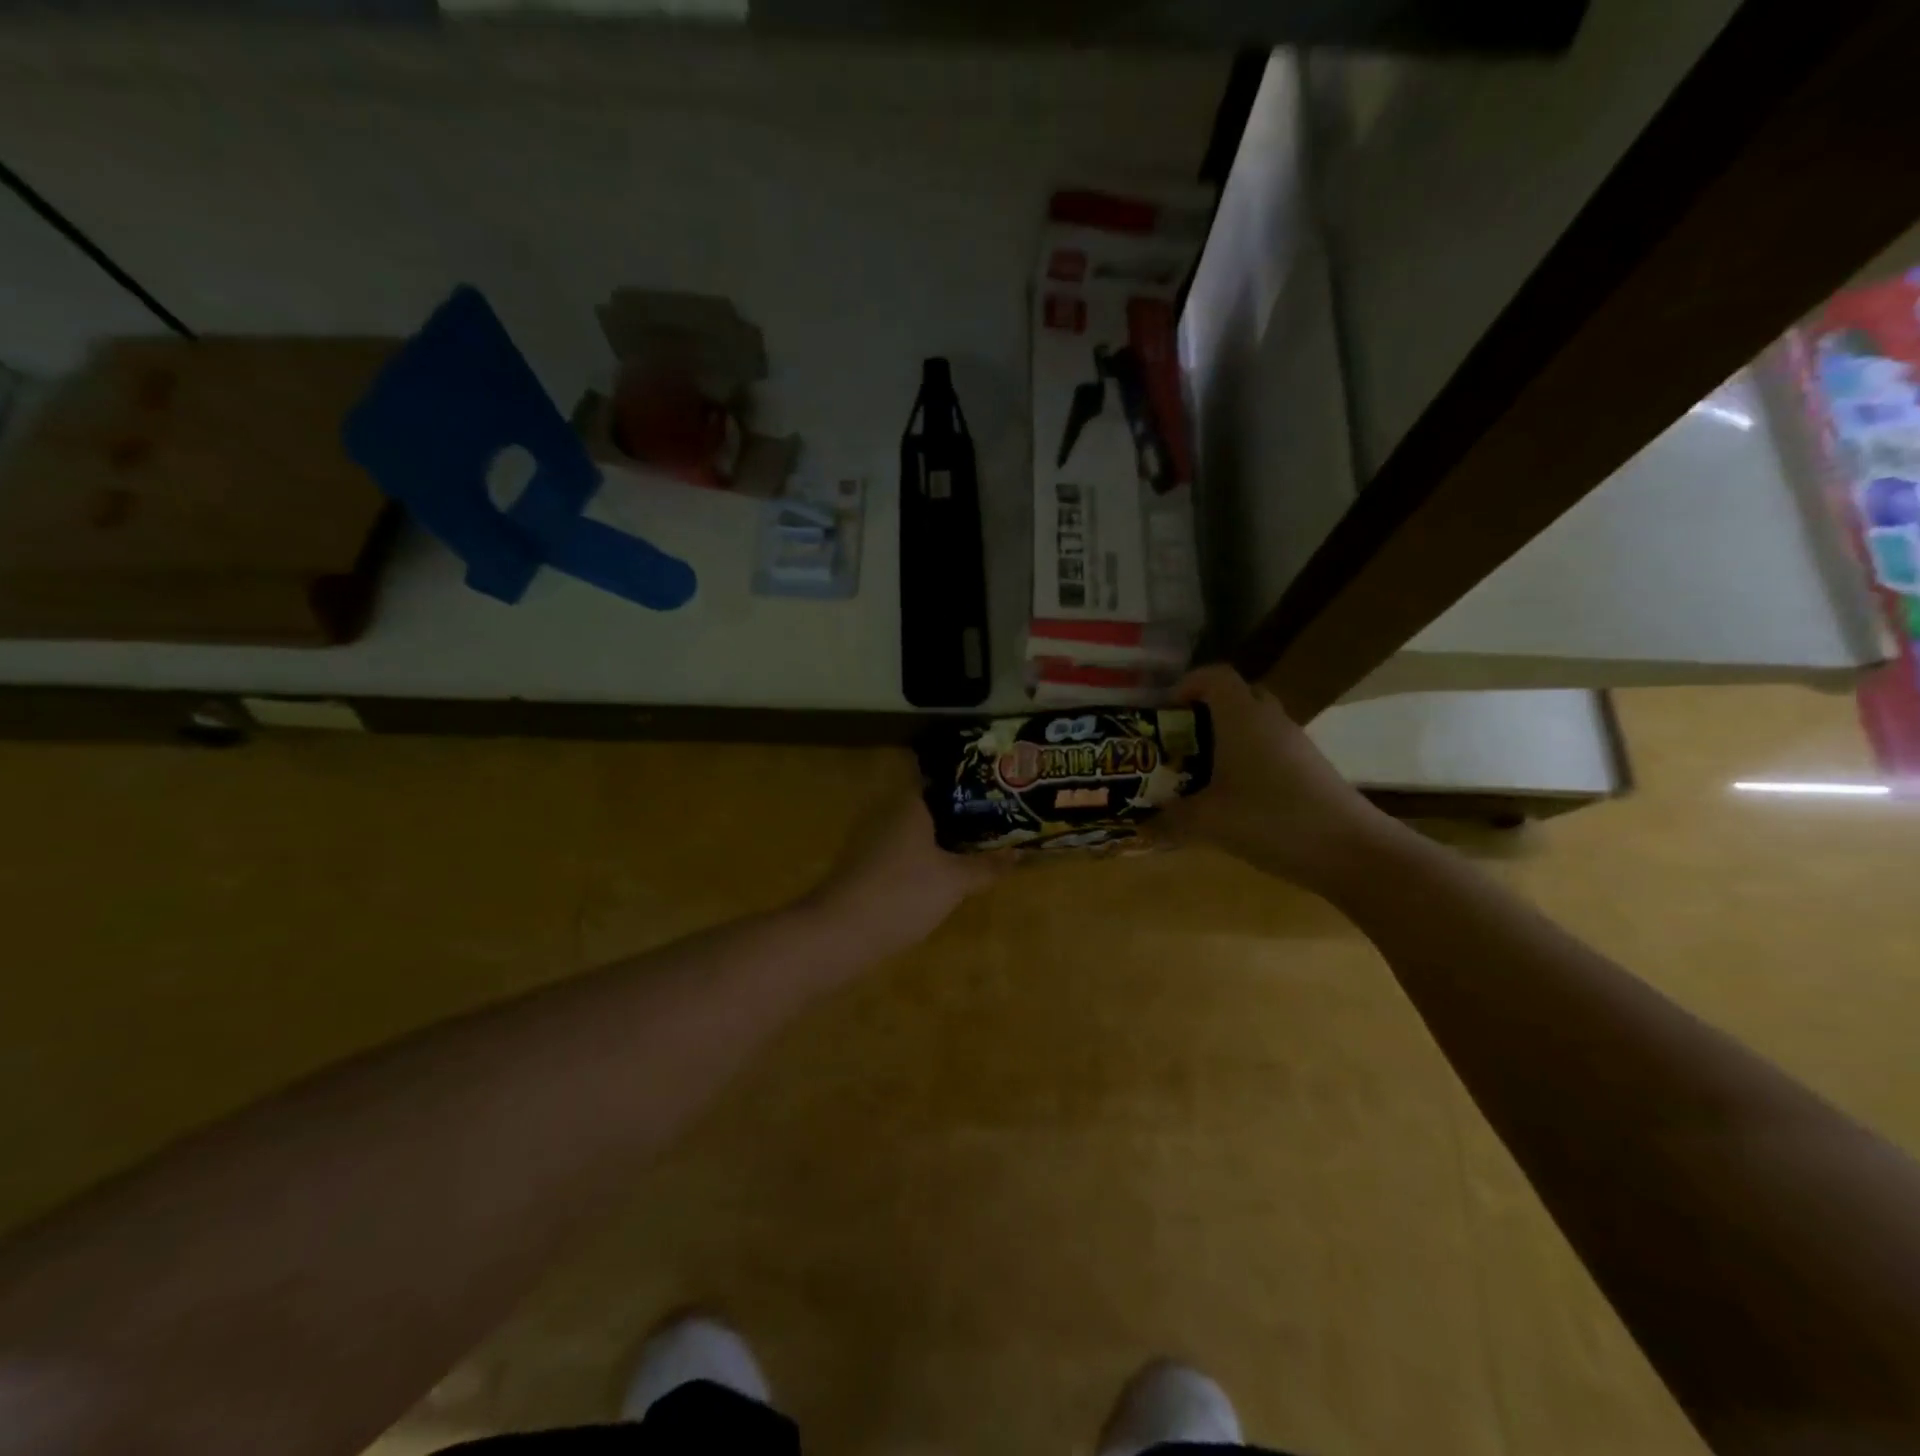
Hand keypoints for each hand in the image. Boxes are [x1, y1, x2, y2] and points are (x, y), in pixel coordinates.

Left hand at [807, 793, 1007, 958]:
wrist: (840, 933)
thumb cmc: (902, 894)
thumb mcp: (954, 881)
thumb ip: (986, 866)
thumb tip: (1018, 852)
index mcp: (911, 805)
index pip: (946, 781)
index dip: (975, 785)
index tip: (1002, 793)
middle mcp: (890, 814)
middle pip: (935, 807)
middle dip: (966, 816)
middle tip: (1002, 822)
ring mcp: (875, 841)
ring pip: (920, 832)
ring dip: (948, 840)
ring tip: (983, 848)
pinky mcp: (868, 867)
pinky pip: (908, 853)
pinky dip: (929, 859)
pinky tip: (949, 875)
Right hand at [1161, 664, 1392, 892]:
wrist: (1351, 850)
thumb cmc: (1270, 820)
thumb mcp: (1207, 823)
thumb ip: (1169, 820)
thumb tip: (1140, 825)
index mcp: (1242, 717)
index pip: (1215, 676)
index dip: (1187, 684)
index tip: (1165, 711)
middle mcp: (1270, 720)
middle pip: (1238, 696)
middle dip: (1206, 712)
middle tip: (1181, 741)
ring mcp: (1295, 744)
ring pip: (1255, 725)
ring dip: (1227, 739)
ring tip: (1200, 773)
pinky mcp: (1310, 769)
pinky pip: (1271, 750)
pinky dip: (1248, 761)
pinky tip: (1234, 798)